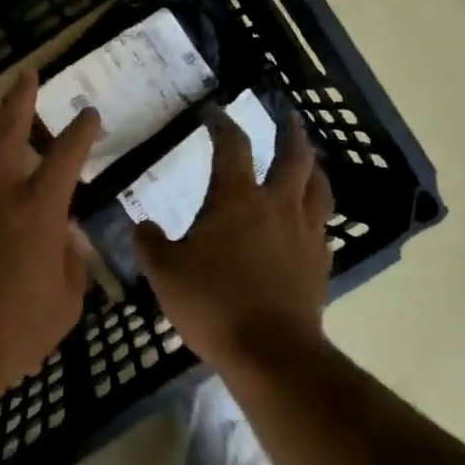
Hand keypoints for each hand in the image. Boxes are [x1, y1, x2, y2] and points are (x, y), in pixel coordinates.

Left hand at [0, 71, 101, 409]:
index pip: (67, 155)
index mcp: (38, 208)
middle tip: (27, 74)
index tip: (89, 115)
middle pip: (7, 128)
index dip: (82, 131)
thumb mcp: (65, 304)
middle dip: (20, 97)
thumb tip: (65, 238)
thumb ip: (70, 264)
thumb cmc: (12, 330)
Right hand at [132, 109, 334, 371]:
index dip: (222, 124)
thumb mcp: (164, 272)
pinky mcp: (319, 264)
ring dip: (313, 168)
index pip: (232, 146)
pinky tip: (309, 223)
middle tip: (288, 115)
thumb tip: (142, 226)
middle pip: (294, 157)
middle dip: (290, 132)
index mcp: (237, 198)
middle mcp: (277, 206)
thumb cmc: (213, 303)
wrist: (271, 353)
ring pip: (318, 188)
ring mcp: (304, 234)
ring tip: (310, 160)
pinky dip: (315, 215)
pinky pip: (322, 228)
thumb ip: (149, 243)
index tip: (213, 111)